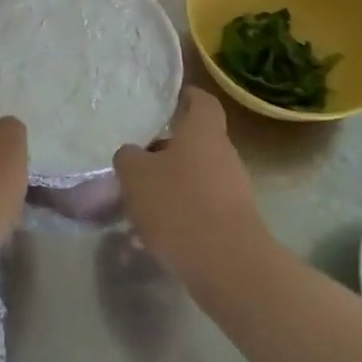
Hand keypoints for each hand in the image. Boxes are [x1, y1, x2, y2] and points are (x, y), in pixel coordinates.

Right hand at [113, 89, 270, 295]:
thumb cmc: (179, 204)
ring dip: (169, 188)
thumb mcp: (136, 175)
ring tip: (136, 207)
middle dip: (166, 152)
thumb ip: (129, 158)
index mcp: (203, 131)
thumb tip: (132, 154)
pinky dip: (177, 218)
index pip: (202, 101)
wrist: (227, 265)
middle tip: (137, 162)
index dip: (187, 96)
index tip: (169, 100)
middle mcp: (223, 154)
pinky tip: (149, 241)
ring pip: (194, 179)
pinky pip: (199, 210)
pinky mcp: (232, 223)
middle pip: (195, 143)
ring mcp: (232, 190)